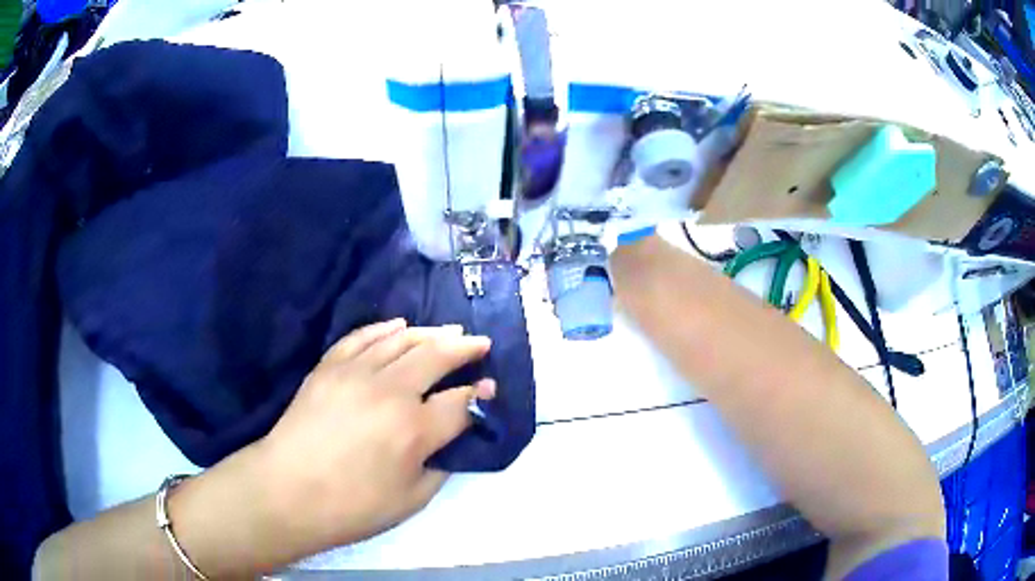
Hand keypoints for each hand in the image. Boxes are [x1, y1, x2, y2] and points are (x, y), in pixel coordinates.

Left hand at [249, 320, 494, 561]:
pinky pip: (362, 336)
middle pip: (436, 356)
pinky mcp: (330, 366)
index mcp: (416, 430)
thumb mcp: (411, 500)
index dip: (480, 393)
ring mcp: (357, 372)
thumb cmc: (352, 506)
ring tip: (449, 330)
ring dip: (431, 332)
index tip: (490, 386)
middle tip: (480, 342)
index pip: (461, 402)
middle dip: (464, 347)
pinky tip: (398, 325)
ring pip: (402, 339)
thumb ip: (441, 466)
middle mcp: (391, 391)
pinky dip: (384, 328)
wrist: (288, 490)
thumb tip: (453, 438)